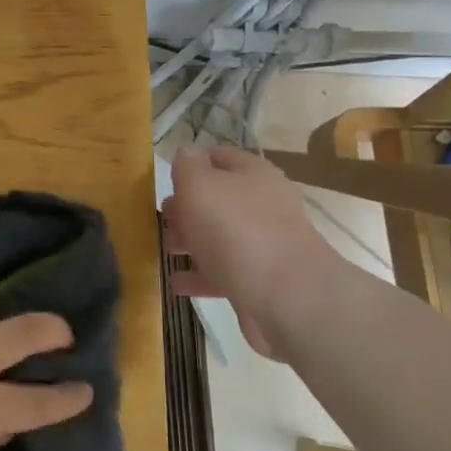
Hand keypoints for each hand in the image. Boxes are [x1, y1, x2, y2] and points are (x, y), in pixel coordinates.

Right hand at [163, 143, 340, 359]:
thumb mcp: (200, 185)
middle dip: (188, 206)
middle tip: (163, 216)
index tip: (166, 176)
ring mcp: (265, 245)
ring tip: (166, 248)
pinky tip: (178, 283)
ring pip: (221, 237)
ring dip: (192, 241)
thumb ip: (188, 166)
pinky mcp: (261, 282)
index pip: (220, 156)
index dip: (193, 162)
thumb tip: (187, 153)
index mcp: (254, 174)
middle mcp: (264, 206)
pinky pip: (224, 273)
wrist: (286, 297)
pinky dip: (200, 277)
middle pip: (220, 199)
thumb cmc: (236, 229)